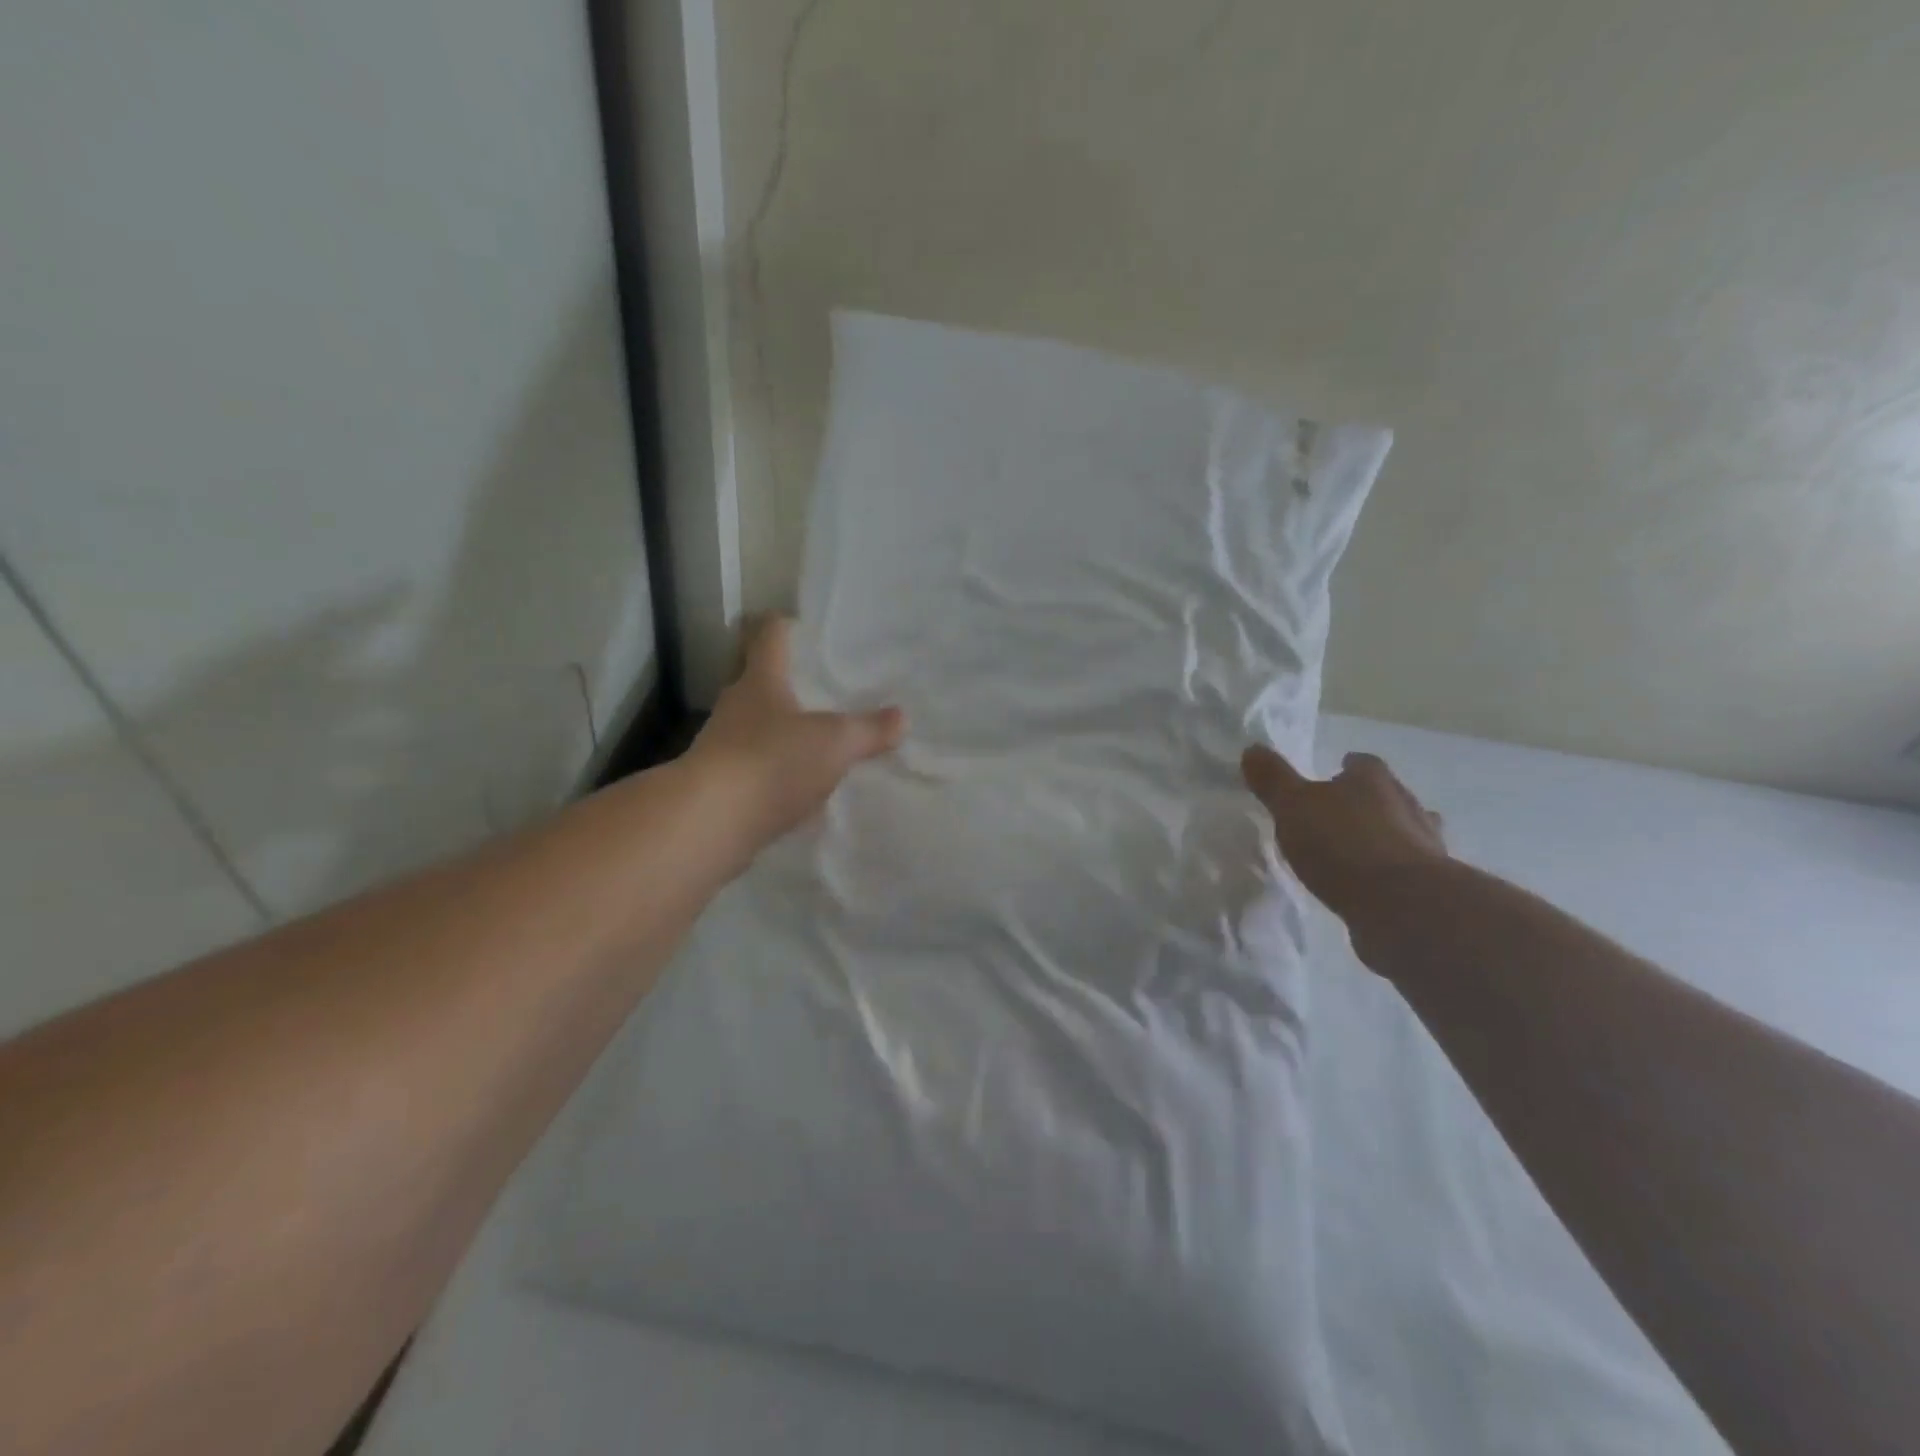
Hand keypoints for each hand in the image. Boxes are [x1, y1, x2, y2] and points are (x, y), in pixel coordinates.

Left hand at [687, 617, 904, 850]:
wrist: (710, 823)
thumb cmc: (773, 762)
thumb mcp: (835, 743)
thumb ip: (869, 730)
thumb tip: (901, 718)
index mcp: (761, 681)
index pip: (768, 637)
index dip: (783, 626)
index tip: (798, 623)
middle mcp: (736, 707)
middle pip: (758, 680)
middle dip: (784, 680)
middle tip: (819, 684)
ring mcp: (722, 746)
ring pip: (754, 726)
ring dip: (779, 728)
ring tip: (814, 737)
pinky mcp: (720, 785)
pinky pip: (754, 767)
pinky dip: (773, 769)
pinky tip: (797, 784)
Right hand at [1241, 745, 1447, 923]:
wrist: (1404, 906)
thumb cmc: (1343, 844)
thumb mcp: (1292, 806)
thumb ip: (1273, 779)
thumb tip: (1253, 748)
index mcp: (1373, 780)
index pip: (1362, 764)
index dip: (1347, 767)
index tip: (1333, 773)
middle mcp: (1406, 805)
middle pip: (1388, 795)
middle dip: (1367, 802)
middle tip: (1339, 813)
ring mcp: (1424, 846)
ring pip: (1404, 831)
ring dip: (1384, 837)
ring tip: (1355, 851)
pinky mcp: (1429, 885)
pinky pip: (1405, 870)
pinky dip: (1389, 872)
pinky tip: (1370, 885)